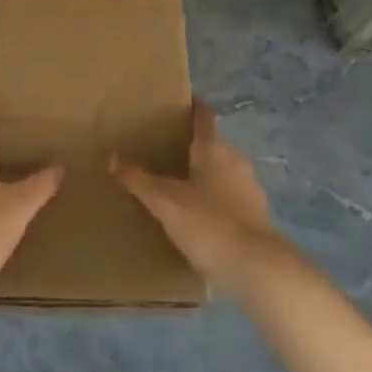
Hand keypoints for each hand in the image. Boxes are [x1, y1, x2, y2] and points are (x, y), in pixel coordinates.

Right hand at [113, 101, 296, 291]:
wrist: (257, 269)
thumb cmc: (208, 224)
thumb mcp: (164, 202)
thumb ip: (138, 180)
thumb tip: (113, 157)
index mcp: (213, 148)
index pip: (204, 115)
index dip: (192, 106)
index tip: (178, 103)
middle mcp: (235, 160)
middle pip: (213, 144)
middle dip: (193, 146)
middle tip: (167, 151)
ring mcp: (250, 188)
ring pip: (224, 171)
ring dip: (206, 175)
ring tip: (182, 186)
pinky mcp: (258, 215)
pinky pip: (232, 197)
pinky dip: (218, 200)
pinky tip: (202, 218)